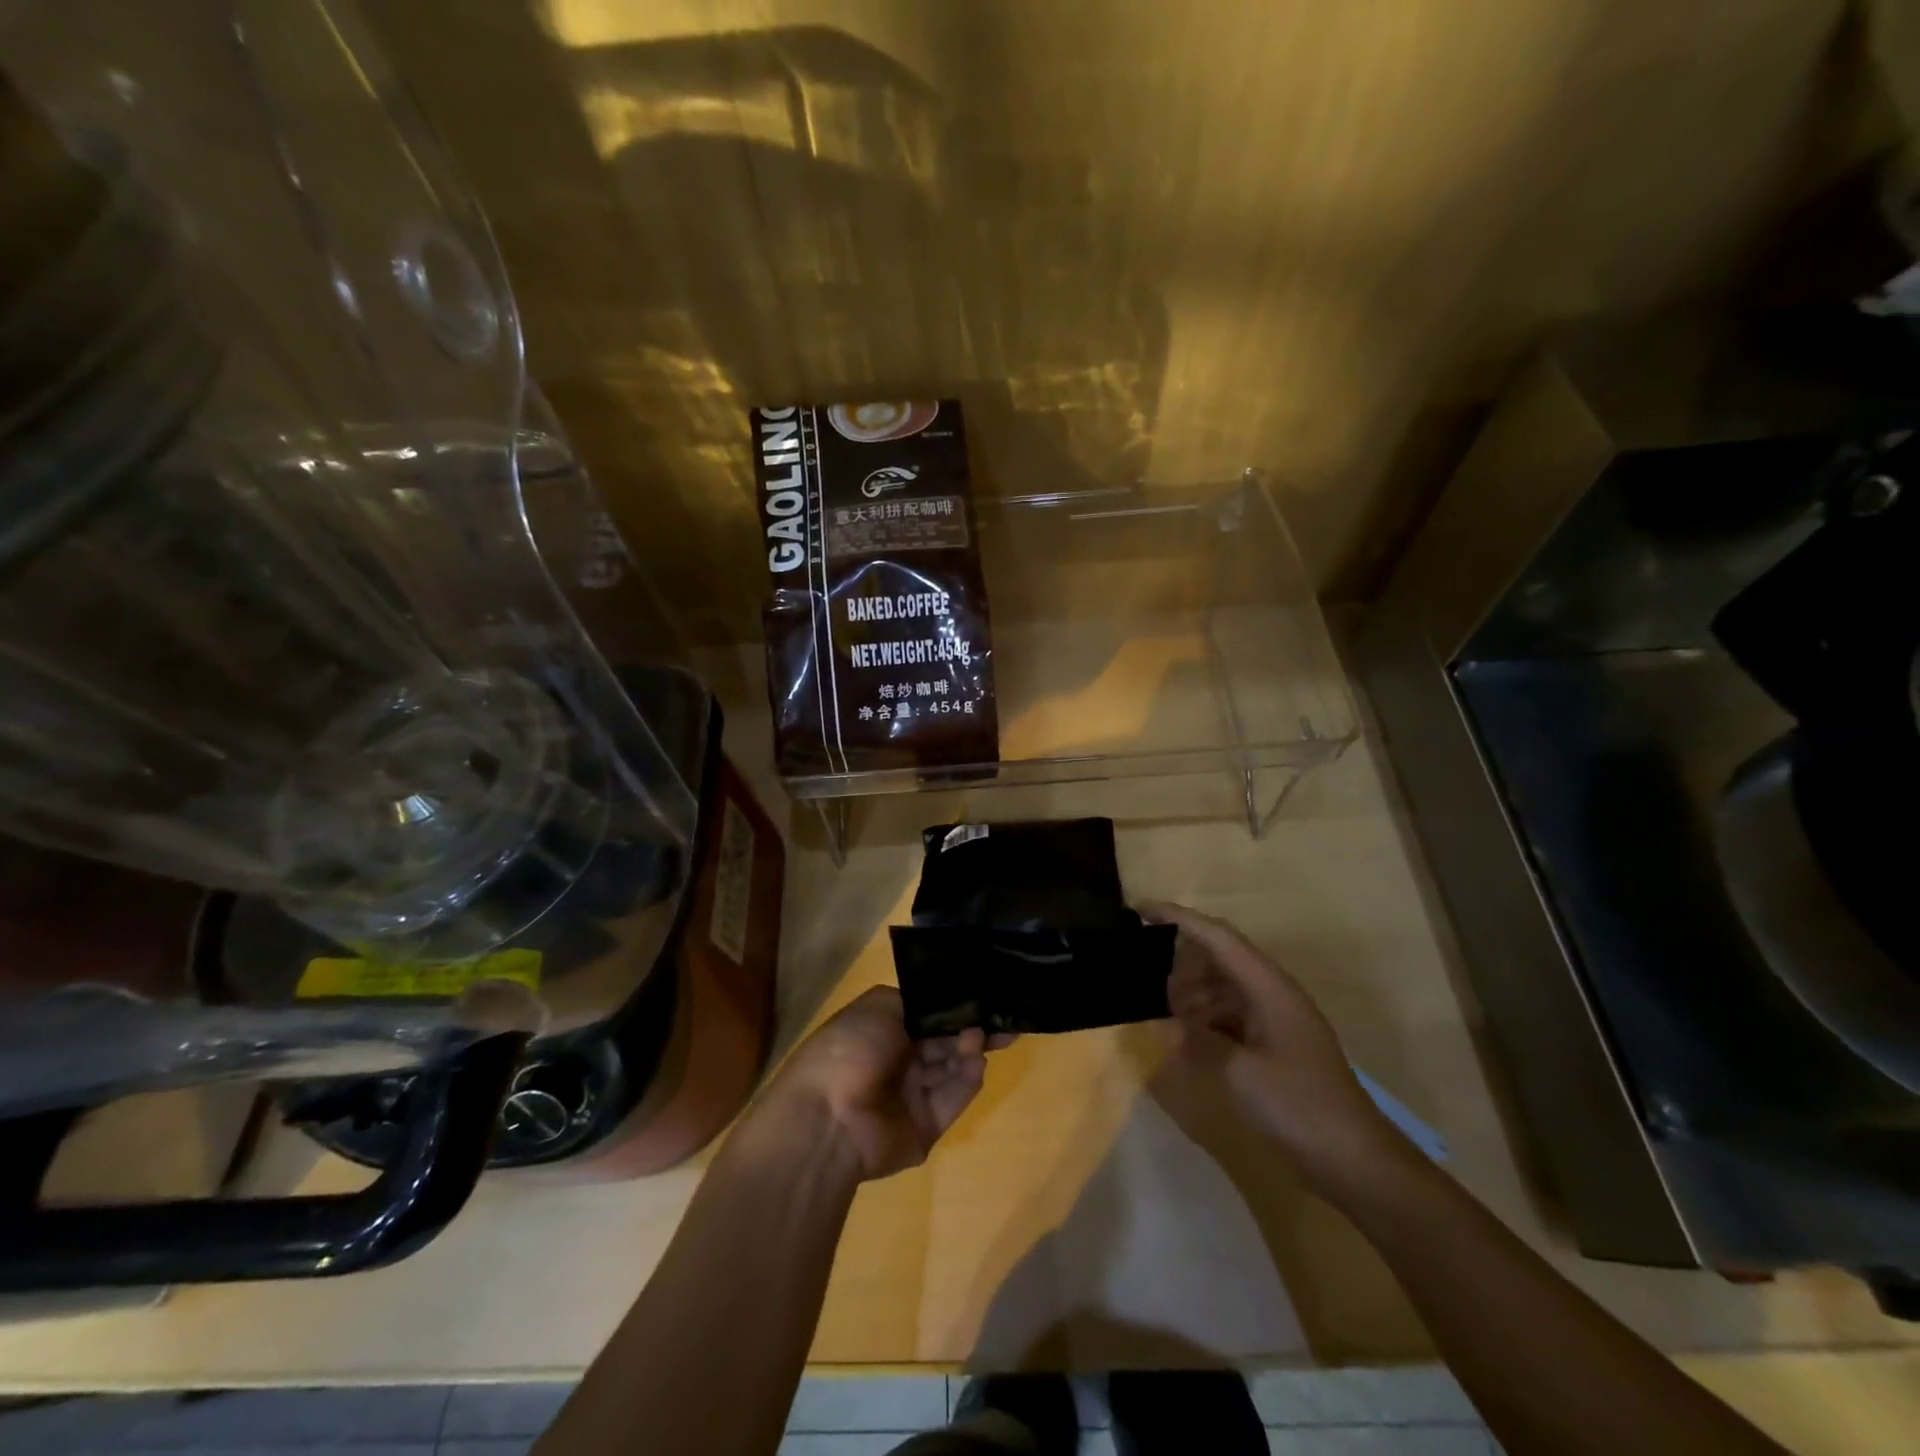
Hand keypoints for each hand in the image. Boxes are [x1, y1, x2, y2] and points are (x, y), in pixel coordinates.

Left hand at [760, 986, 1005, 1182]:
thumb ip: (916, 1000)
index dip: (955, 1006)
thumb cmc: (849, 1049)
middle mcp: (899, 1060)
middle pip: (944, 1041)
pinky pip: (953, 1098)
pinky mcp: (927, 1126)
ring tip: (981, 1038)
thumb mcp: (878, 1005)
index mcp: (884, 1030)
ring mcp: (913, 1095)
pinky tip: (977, 1062)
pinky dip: (968, 1080)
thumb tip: (945, 1001)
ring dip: (969, 1050)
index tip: (985, 996)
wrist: (828, 1118)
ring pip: (952, 1067)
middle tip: (1001, 1019)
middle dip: (971, 1028)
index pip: (928, 1016)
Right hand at [1147, 903, 1409, 1189]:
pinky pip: (1230, 1013)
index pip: (1218, 937)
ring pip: (1222, 986)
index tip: (1140, 910)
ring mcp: (1274, 1018)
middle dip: (1180, 960)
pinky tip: (1183, 1034)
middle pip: (1219, 957)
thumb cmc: (1298, 1106)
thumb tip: (1168, 1020)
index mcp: (1269, 987)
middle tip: (1142, 973)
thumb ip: (1197, 1037)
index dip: (1179, 918)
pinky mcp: (1273, 1043)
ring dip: (1190, 992)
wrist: (1353, 1158)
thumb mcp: (1238, 1072)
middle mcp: (1272, 993)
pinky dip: (1204, 1017)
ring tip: (1158, 1007)